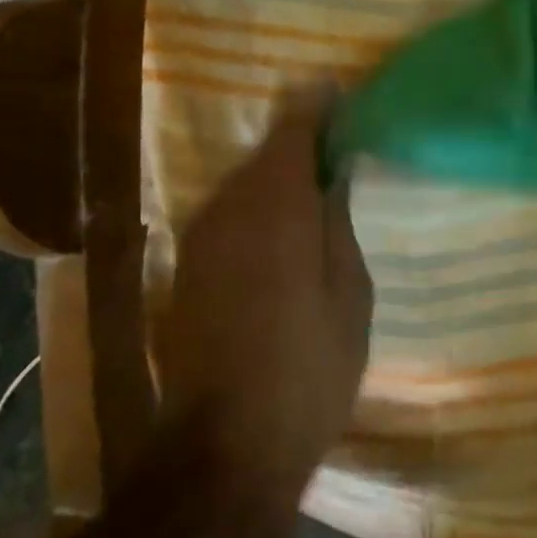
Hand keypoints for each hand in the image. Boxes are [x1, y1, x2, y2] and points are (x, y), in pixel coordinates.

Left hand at [148, 89, 373, 486]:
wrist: (228, 446)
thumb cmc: (310, 369)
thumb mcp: (350, 294)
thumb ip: (338, 222)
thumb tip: (335, 172)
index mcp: (275, 206)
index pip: (294, 129)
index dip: (318, 105)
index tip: (340, 91)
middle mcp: (227, 209)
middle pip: (265, 152)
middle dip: (300, 141)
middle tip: (340, 144)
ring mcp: (199, 239)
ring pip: (243, 183)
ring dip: (276, 176)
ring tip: (316, 185)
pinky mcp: (186, 269)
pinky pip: (228, 214)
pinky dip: (257, 207)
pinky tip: (282, 228)